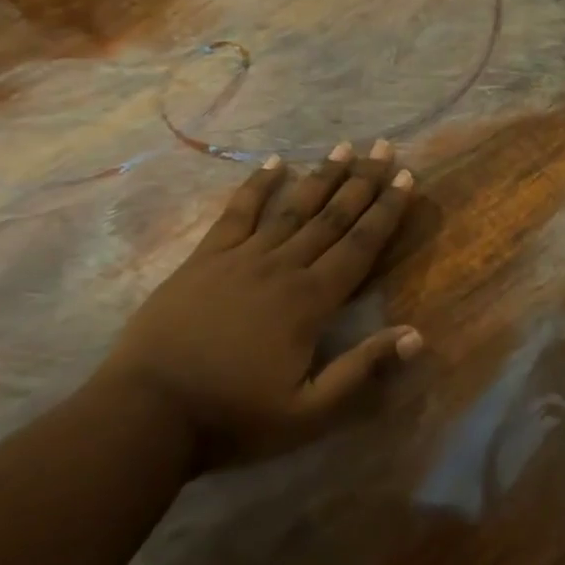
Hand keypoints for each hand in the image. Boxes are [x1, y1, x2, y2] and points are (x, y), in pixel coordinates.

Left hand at [95, 141, 422, 468]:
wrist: (148, 413)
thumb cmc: (234, 417)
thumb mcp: (309, 412)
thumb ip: (362, 370)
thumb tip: (417, 335)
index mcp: (310, 302)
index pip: (360, 246)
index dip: (387, 211)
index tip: (407, 178)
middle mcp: (282, 268)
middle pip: (332, 217)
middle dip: (363, 182)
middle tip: (385, 147)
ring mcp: (240, 258)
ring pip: (292, 208)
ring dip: (322, 176)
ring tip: (345, 146)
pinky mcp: (204, 259)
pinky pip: (237, 213)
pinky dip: (257, 186)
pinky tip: (274, 163)